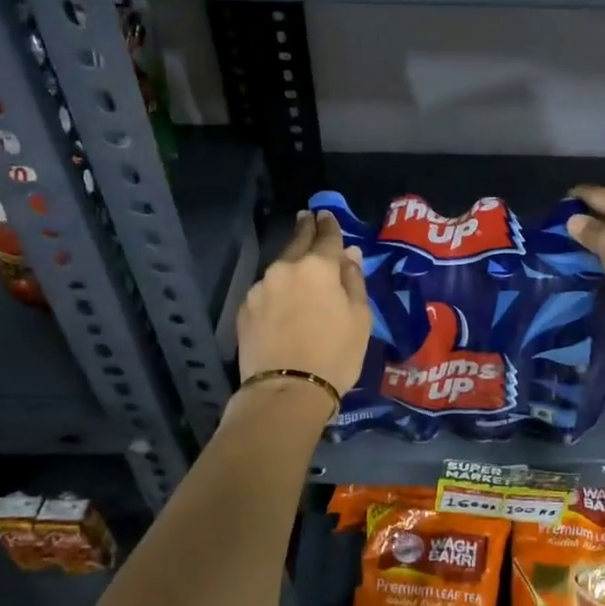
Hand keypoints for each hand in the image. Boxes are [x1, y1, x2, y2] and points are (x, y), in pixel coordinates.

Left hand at [237, 210, 371, 397]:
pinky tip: (282, 300)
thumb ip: (354, 281)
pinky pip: (266, 290)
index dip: (329, 224)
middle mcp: (285, 268)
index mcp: (318, 267)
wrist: (286, 391)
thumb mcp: (359, 319)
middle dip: (304, 229)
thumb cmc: (335, 355)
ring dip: (290, 263)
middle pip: (297, 242)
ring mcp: (260, 288)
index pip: (326, 236)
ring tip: (297, 266)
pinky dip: (276, 289)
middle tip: (307, 219)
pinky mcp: (245, 309)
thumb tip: (349, 255)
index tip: (326, 214)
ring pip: (280, 267)